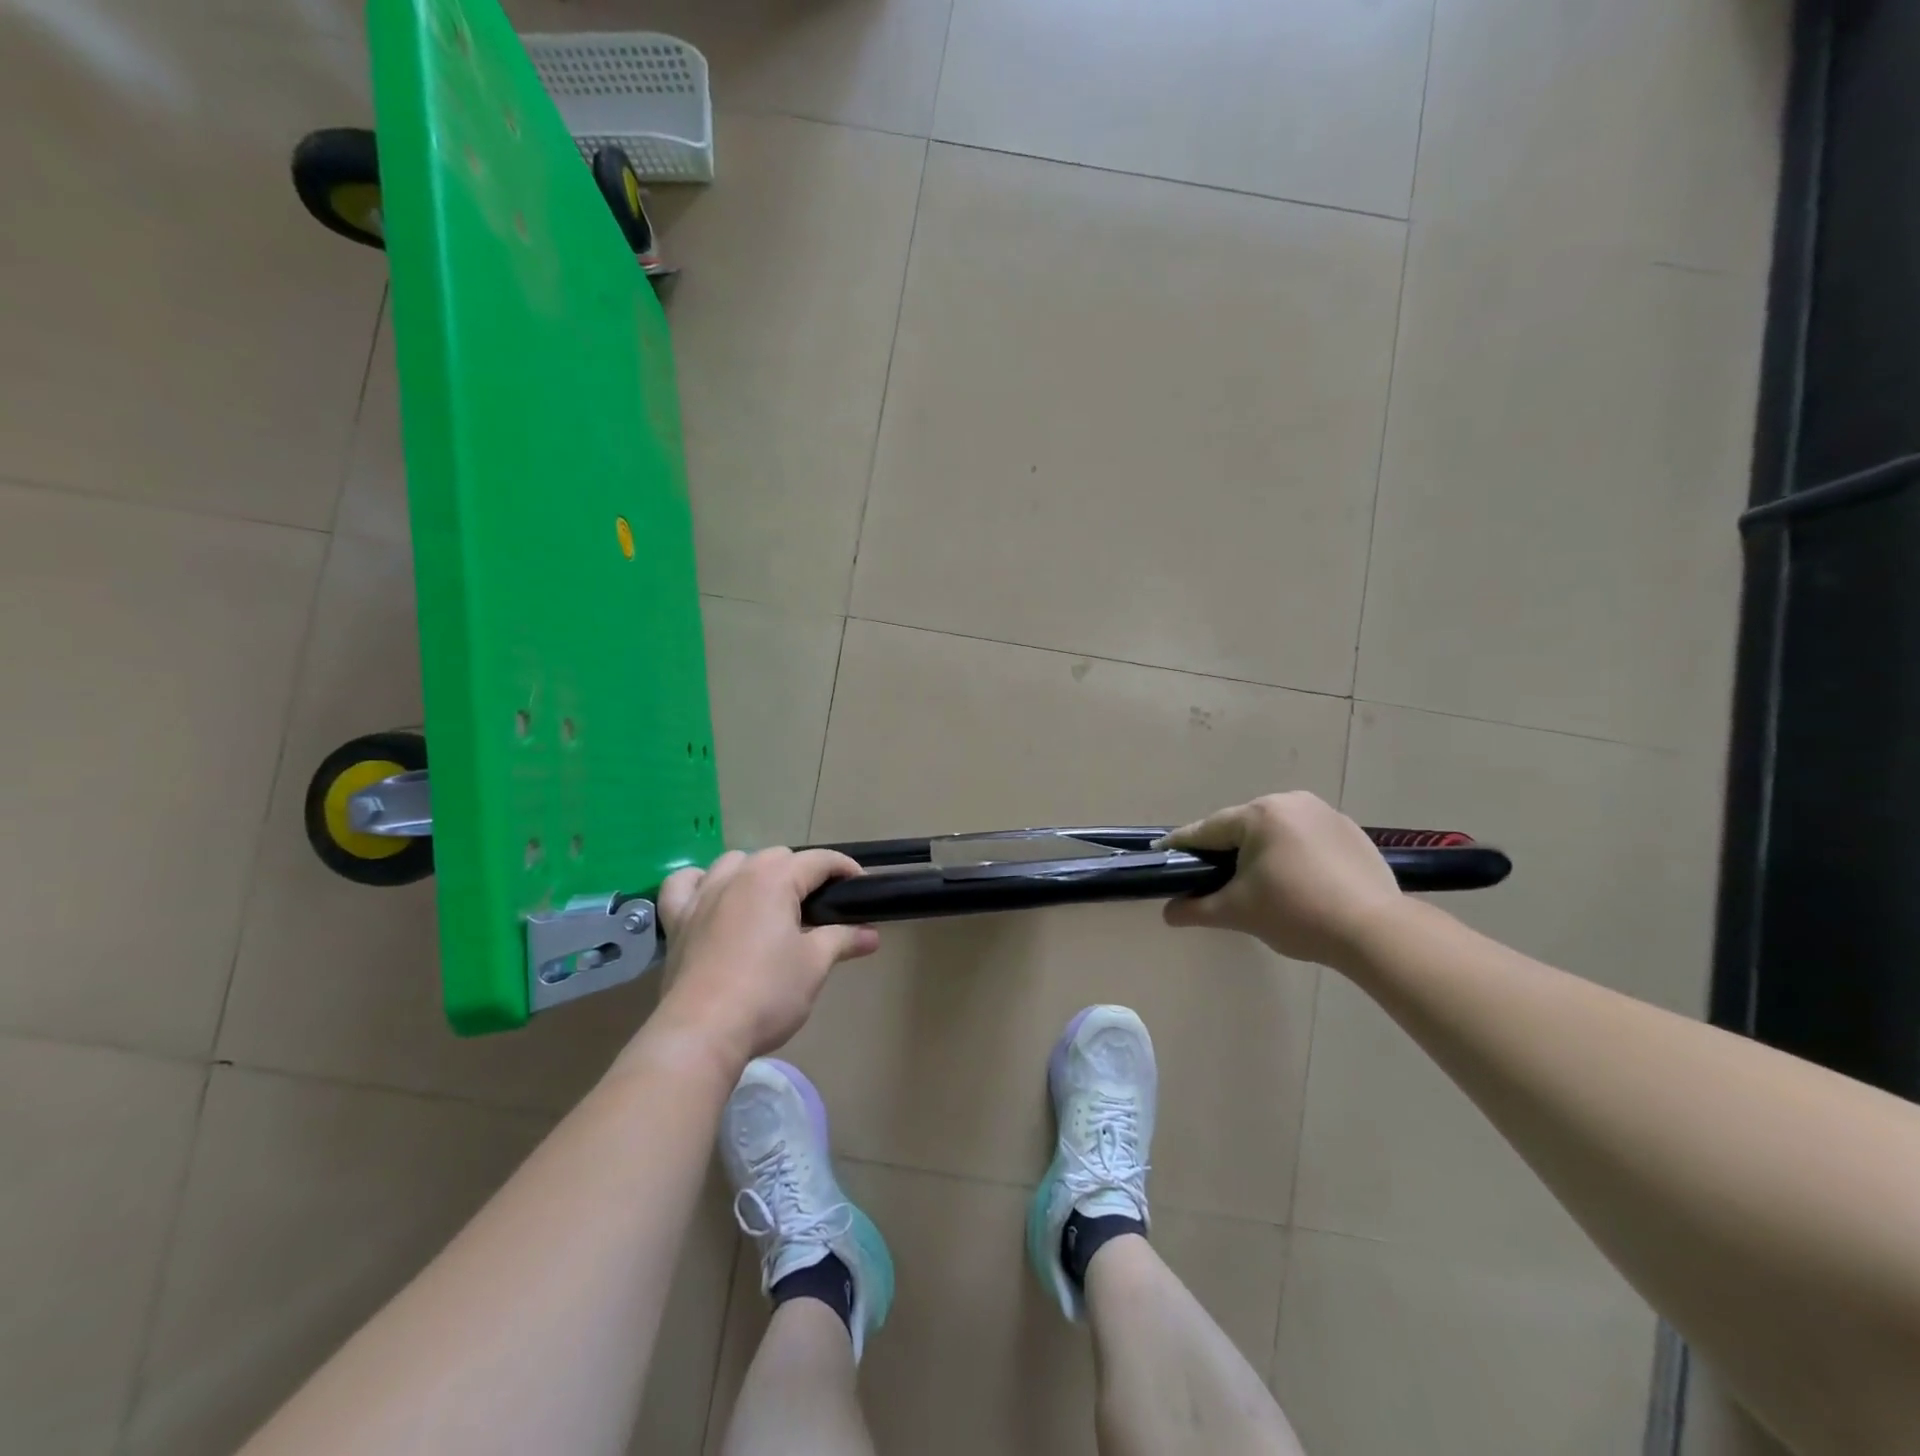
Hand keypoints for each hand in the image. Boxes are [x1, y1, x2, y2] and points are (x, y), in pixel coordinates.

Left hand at [649, 848, 878, 1071]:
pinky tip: (710, 895)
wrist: (703, 1032)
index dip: (845, 868)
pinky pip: (683, 885)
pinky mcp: (677, 920)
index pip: (818, 860)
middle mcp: (737, 876)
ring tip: (770, 900)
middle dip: (802, 871)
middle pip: (777, 856)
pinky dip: (698, 882)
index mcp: (774, 880)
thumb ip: (843, 939)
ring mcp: (702, 896)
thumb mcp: (815, 964)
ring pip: (732, 861)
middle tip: (821, 906)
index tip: (861, 887)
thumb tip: (872, 934)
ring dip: (755, 870)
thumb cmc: (767, 993)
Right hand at [1159, 792, 1403, 965]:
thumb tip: (1169, 912)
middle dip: (1225, 850)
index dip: (1182, 846)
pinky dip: (1293, 855)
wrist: (1376, 932)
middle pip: (1242, 827)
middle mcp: (1291, 802)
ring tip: (1258, 884)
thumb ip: (1196, 908)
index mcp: (1259, 814)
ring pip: (1275, 831)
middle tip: (1213, 879)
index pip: (1207, 830)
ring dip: (1260, 851)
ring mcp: (1325, 813)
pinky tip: (1297, 882)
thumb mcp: (1237, 912)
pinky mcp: (1351, 832)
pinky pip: (1305, 838)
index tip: (1162, 855)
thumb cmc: (1297, 913)